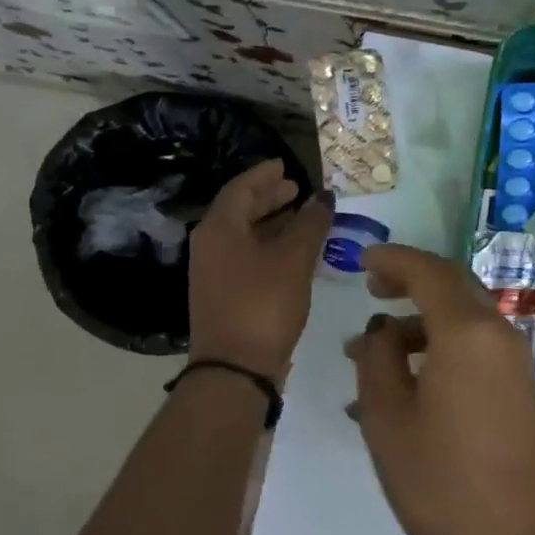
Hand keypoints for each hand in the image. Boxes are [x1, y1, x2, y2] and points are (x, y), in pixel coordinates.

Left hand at [188, 159, 331, 382]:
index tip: (286, 165)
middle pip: (240, 210)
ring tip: (302, 217)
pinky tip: (294, 253)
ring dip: (272, 223)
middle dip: (269, 198)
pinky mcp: (225, 295)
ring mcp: (214, 272)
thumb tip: (323, 196)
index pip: (241, 188)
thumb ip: (310, 224)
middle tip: (296, 189)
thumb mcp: (293, 260)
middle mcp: (210, 245)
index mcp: (219, 228)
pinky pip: (248, 257)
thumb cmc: (263, 304)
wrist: (235, 369)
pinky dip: (270, 247)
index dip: (265, 174)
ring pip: (245, 235)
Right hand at [346, 245, 534, 534]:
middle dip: (411, 281)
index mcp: (467, 331)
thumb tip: (382, 328)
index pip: (428, 271)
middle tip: (373, 289)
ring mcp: (516, 363)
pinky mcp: (522, 392)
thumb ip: (378, 359)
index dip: (393, 259)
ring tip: (373, 352)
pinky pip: (477, 350)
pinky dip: (442, 349)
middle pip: (454, 287)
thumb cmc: (441, 483)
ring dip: (421, 324)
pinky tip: (408, 385)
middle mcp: (499, 334)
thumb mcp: (388, 418)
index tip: (362, 260)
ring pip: (465, 321)